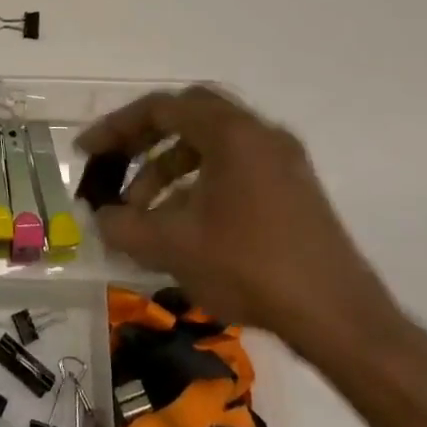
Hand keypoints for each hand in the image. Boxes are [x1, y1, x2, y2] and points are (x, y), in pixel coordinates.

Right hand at [77, 86, 398, 360]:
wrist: (339, 318)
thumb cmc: (250, 267)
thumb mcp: (172, 247)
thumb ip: (123, 227)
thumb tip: (99, 218)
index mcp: (230, 133)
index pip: (160, 109)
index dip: (116, 128)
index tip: (87, 154)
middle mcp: (259, 134)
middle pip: (188, 116)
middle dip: (144, 140)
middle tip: (116, 166)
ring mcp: (282, 160)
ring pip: (211, 144)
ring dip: (170, 168)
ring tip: (143, 211)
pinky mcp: (294, 189)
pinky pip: (234, 167)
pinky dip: (199, 183)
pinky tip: (183, 224)